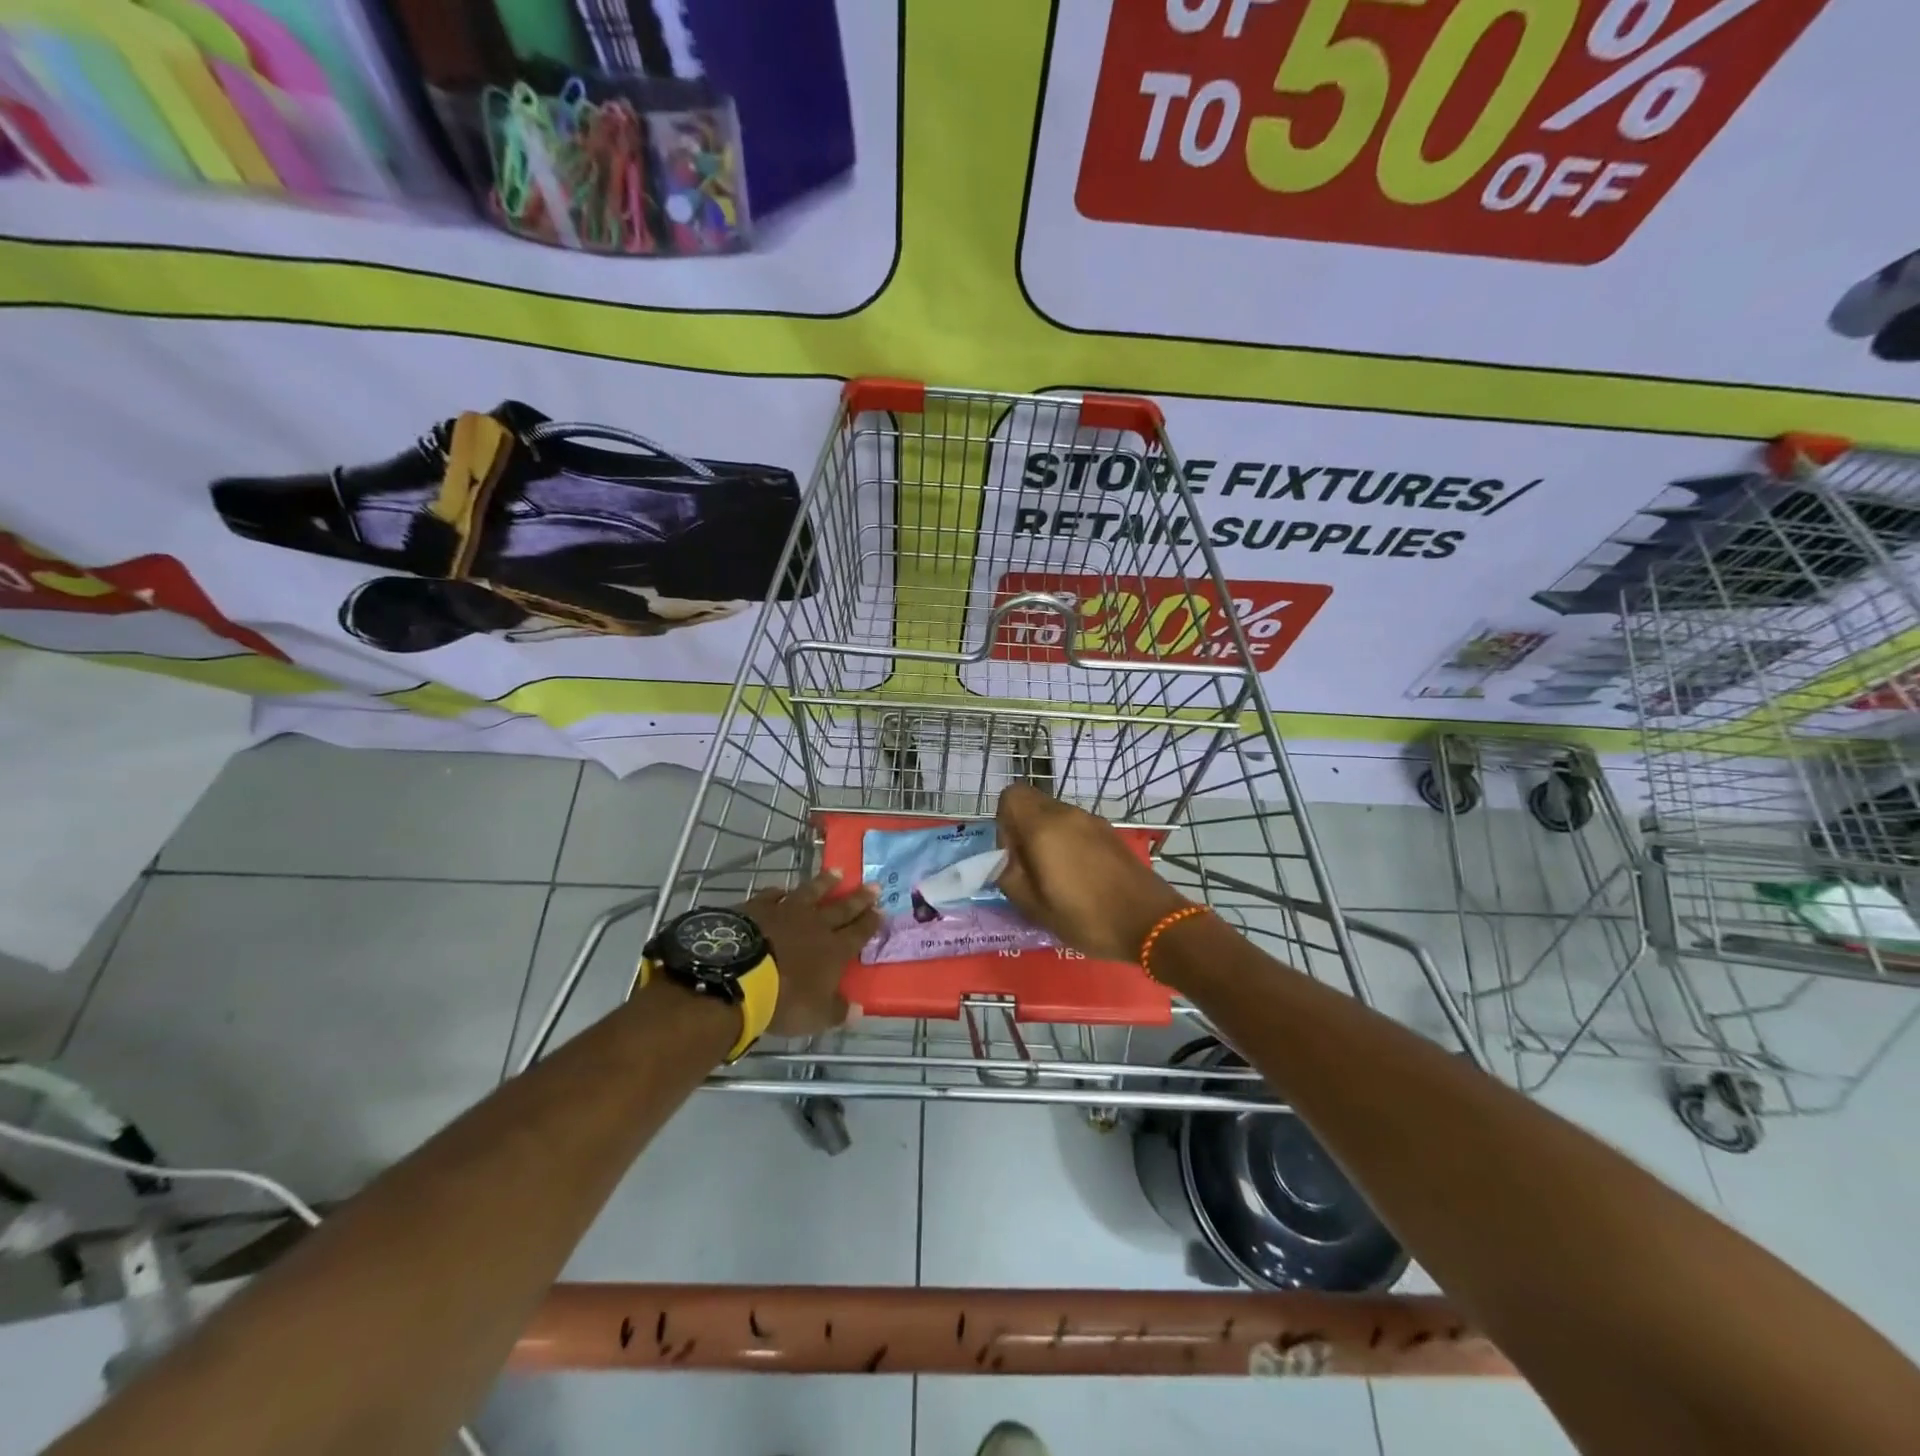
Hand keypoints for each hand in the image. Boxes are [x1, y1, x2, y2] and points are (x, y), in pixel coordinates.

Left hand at [740, 870, 879, 1037]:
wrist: (740, 976)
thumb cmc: (784, 1000)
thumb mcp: (816, 1016)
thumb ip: (837, 1011)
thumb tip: (859, 1011)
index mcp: (834, 950)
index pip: (858, 933)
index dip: (871, 922)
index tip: (882, 910)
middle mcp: (815, 925)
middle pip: (842, 908)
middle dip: (859, 898)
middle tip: (874, 885)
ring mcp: (786, 912)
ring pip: (811, 892)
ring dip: (825, 883)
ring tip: (837, 872)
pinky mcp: (758, 908)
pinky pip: (772, 895)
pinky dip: (778, 892)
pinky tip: (781, 890)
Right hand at [995, 784, 1190, 962]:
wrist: (1150, 922)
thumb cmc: (1086, 917)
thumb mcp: (1034, 907)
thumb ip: (1008, 877)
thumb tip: (1004, 862)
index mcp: (1043, 827)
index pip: (1011, 795)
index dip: (1003, 822)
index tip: (1011, 854)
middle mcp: (1067, 814)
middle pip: (1033, 803)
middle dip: (1022, 829)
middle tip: (1029, 867)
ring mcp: (1092, 821)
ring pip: (1054, 815)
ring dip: (1046, 836)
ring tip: (1054, 876)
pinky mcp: (1109, 833)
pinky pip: (1075, 826)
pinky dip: (1067, 842)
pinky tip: (1078, 876)